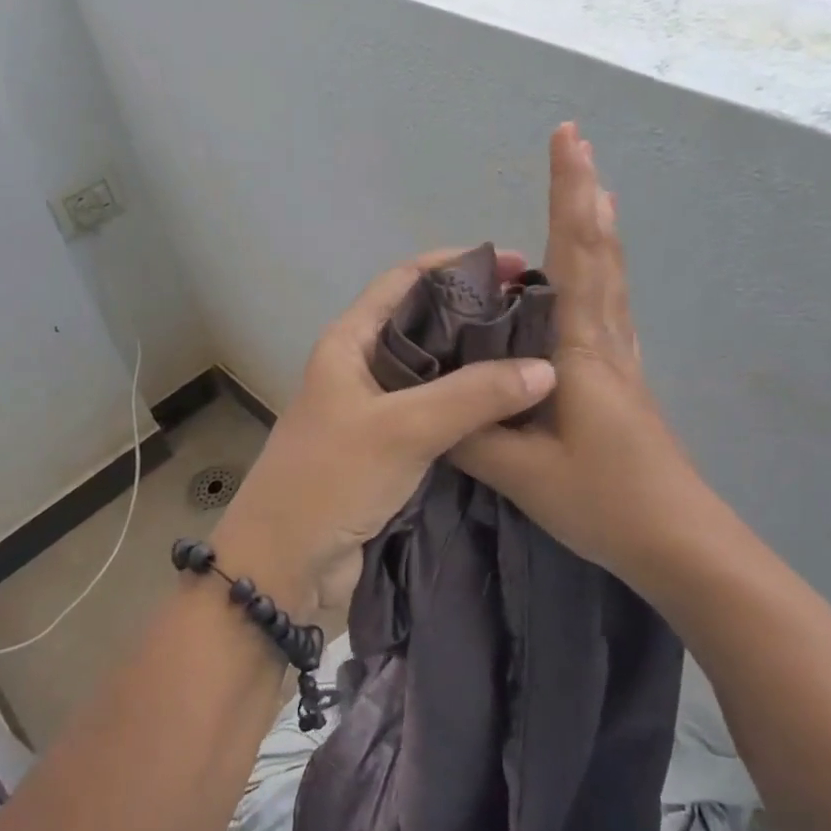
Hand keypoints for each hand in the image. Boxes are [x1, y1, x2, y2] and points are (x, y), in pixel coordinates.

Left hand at [214, 248, 556, 615]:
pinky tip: (512, 408)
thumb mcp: (402, 428)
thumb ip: (473, 395)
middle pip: (425, 323)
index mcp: (349, 341)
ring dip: (478, 362)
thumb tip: (547, 368)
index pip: (405, 280)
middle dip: (476, 313)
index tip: (513, 264)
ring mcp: (375, 410)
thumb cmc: (330, 480)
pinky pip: (437, 414)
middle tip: (537, 315)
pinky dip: (471, 406)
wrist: (283, 567)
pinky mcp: (389, 449)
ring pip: (435, 372)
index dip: (456, 264)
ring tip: (537, 355)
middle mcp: (362, 367)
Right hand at [452, 124, 706, 581]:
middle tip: (578, 143)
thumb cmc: (606, 502)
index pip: (573, 255)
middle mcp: (606, 341)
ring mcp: (621, 360)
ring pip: (610, 276)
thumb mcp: (523, 472)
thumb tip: (426, 400)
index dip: (567, 194)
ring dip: (596, 228)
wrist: (681, 543)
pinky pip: (609, 307)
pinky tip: (592, 278)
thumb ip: (471, 431)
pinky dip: (600, 271)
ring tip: (588, 192)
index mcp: (582, 349)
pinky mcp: (624, 382)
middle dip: (584, 192)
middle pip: (599, 251)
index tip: (568, 138)